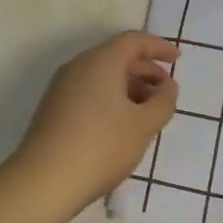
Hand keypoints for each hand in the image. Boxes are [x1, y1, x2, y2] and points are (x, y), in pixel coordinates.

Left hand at [12, 32, 179, 214]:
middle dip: (146, 70)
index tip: (178, 59)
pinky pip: (89, 91)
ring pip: (102, 76)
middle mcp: (79, 66)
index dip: (158, 47)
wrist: (43, 181)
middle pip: (117, 56)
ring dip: (129, 87)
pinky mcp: (53, 108)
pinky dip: (110, 98)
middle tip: (166, 92)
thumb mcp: (143, 126)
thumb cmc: (101, 146)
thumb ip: (163, 101)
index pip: (133, 41)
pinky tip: (121, 125)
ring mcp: (62, 87)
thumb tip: (167, 86)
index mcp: (101, 61)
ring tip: (147, 113)